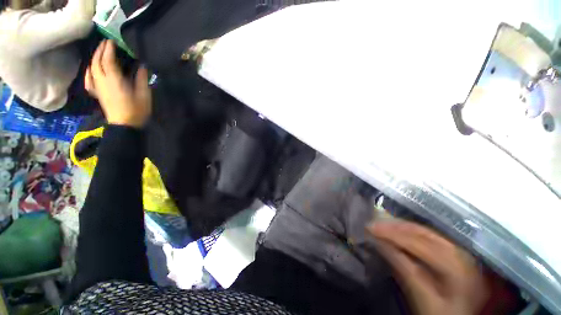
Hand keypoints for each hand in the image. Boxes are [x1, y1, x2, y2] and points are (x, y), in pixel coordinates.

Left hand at [85, 40, 151, 127]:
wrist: (124, 125)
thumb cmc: (136, 110)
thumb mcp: (144, 95)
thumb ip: (142, 79)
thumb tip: (142, 66)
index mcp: (114, 80)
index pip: (108, 60)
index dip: (109, 49)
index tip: (112, 40)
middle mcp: (103, 81)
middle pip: (97, 62)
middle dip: (100, 50)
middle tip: (106, 43)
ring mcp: (98, 87)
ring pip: (92, 68)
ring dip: (94, 58)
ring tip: (99, 52)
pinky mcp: (97, 93)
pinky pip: (89, 80)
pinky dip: (89, 72)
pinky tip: (91, 69)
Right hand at [369, 221, 488, 314]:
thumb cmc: (440, 313)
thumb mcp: (423, 298)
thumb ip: (403, 269)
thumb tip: (380, 244)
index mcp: (457, 267)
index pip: (419, 244)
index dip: (392, 234)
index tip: (370, 228)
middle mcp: (461, 253)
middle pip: (423, 232)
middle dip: (395, 226)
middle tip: (373, 224)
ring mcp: (459, 251)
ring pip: (424, 231)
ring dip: (400, 227)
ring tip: (380, 225)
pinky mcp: (453, 252)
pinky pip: (427, 236)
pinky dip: (408, 232)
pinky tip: (396, 231)